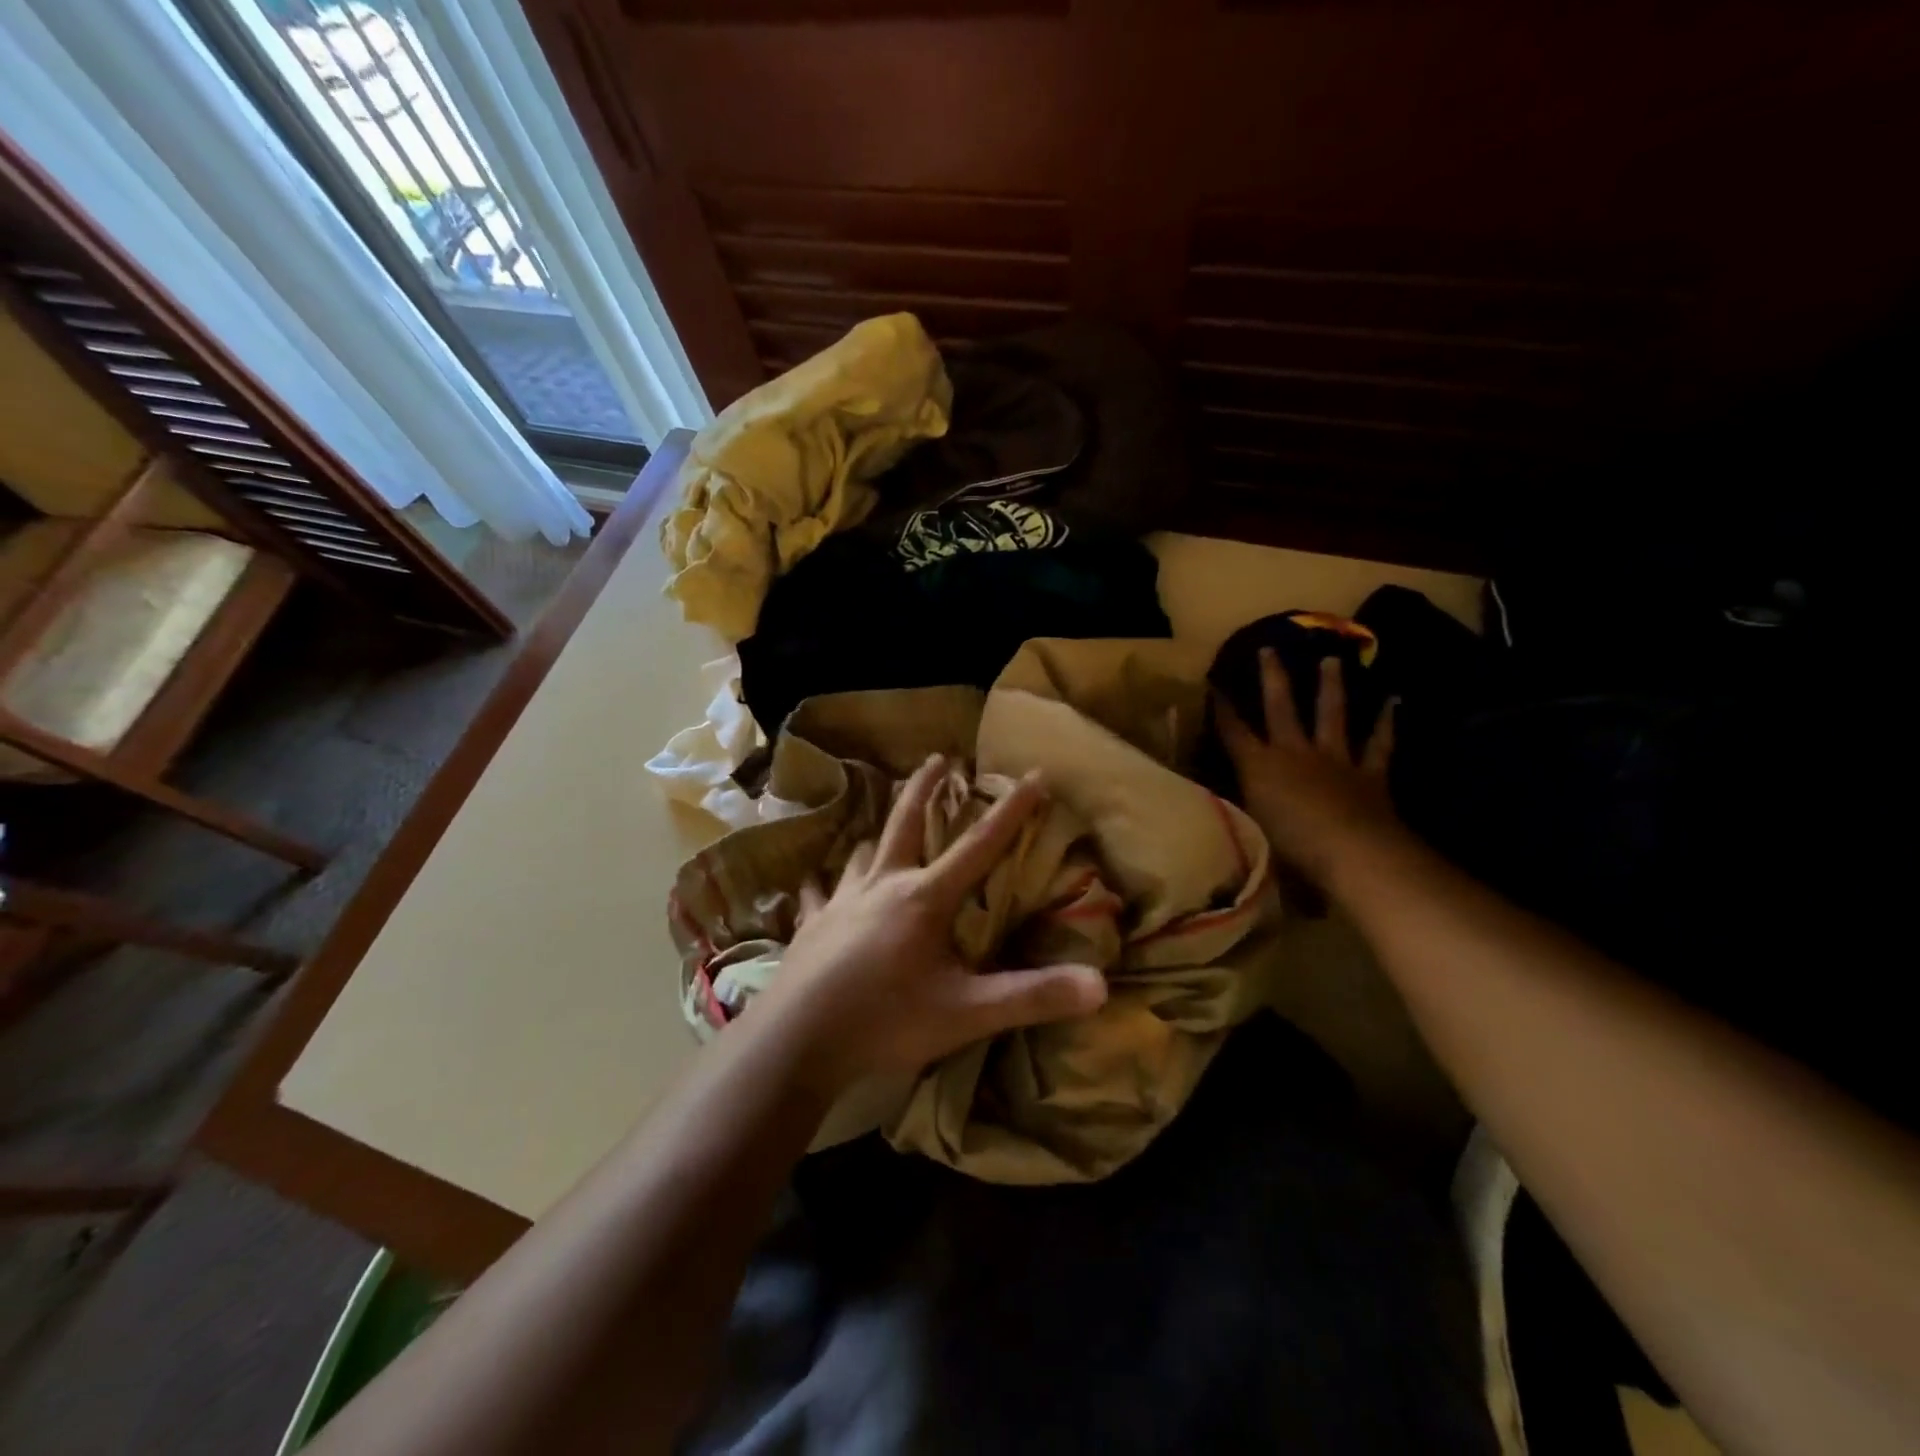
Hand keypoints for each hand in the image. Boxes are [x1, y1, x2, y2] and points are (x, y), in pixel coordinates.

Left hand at [745, 755, 1108, 1096]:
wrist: (796, 1042)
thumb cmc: (886, 1022)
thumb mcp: (967, 1013)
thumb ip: (1032, 998)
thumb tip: (1099, 985)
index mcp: (924, 898)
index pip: (979, 845)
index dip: (1012, 810)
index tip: (1033, 774)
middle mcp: (882, 886)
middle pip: (906, 823)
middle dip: (926, 788)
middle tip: (939, 757)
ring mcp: (840, 902)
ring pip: (862, 853)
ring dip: (877, 834)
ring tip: (881, 825)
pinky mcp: (811, 926)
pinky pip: (819, 894)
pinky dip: (823, 885)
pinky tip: (816, 882)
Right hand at [1217, 649, 1400, 891]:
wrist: (1352, 854)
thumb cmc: (1291, 851)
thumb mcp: (1253, 836)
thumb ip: (1243, 821)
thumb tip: (1229, 826)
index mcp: (1259, 768)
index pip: (1233, 732)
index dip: (1222, 709)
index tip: (1214, 684)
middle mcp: (1293, 754)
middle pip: (1280, 708)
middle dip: (1273, 678)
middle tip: (1270, 649)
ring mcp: (1334, 760)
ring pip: (1330, 715)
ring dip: (1330, 687)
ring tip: (1330, 660)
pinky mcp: (1370, 773)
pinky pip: (1379, 744)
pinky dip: (1386, 724)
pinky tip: (1394, 702)